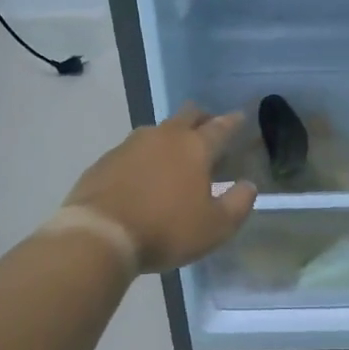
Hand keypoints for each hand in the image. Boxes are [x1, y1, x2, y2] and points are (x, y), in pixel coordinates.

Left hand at [63, 105, 258, 273]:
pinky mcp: (106, 159)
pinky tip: (143, 173)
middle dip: (202, 117)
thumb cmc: (166, 229)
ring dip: (171, 136)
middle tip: (209, 127)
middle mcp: (164, 136)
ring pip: (158, 130)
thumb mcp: (215, 227)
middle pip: (188, 115)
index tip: (240, 117)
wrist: (100, 234)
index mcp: (195, 147)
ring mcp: (131, 144)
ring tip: (175, 153)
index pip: (220, 127)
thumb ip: (238, 204)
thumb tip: (248, 185)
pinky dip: (144, 156)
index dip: (233, 122)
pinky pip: (132, 149)